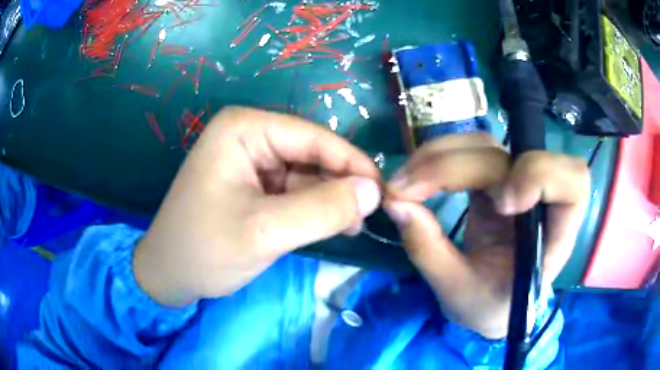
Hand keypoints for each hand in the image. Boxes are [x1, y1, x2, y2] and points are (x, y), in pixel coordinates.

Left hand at [133, 107, 381, 306]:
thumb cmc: (204, 249)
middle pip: (312, 154)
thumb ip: (322, 209)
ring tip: (351, 228)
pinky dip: (314, 209)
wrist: (169, 275)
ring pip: (307, 175)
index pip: (314, 137)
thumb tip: (373, 191)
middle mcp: (249, 136)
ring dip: (330, 201)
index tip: (383, 194)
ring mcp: (251, 161)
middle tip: (368, 218)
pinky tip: (331, 227)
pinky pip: (294, 191)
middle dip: (341, 186)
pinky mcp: (254, 186)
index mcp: (244, 128)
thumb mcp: (265, 231)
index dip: (353, 164)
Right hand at [385, 133, 589, 338]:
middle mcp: (539, 201)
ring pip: (485, 144)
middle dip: (455, 167)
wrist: (490, 303)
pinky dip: (437, 158)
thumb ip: (429, 250)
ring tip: (403, 183)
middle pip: (510, 156)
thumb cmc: (486, 306)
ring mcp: (514, 184)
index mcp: (553, 236)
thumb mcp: (457, 292)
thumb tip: (395, 203)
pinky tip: (415, 177)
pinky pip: (468, 152)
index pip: (573, 183)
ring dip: (440, 155)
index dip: (541, 175)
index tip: (500, 203)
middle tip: (405, 190)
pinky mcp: (492, 180)